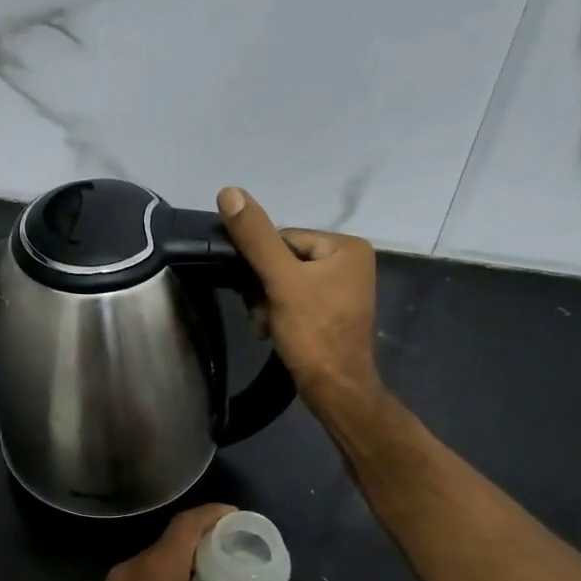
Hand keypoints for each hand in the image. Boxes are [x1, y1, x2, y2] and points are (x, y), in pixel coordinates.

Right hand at [217, 186, 380, 410]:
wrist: (335, 389)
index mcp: (346, 246)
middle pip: (284, 261)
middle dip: (264, 288)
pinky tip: (274, 331)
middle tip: (261, 315)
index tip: (257, 292)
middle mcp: (350, 262)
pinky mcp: (333, 312)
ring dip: (267, 303)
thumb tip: (229, 192)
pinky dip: (280, 314)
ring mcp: (344, 289)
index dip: (262, 265)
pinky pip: (296, 300)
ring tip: (266, 326)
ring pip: (286, 283)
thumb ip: (255, 237)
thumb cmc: (313, 332)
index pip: (284, 239)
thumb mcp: (280, 281)